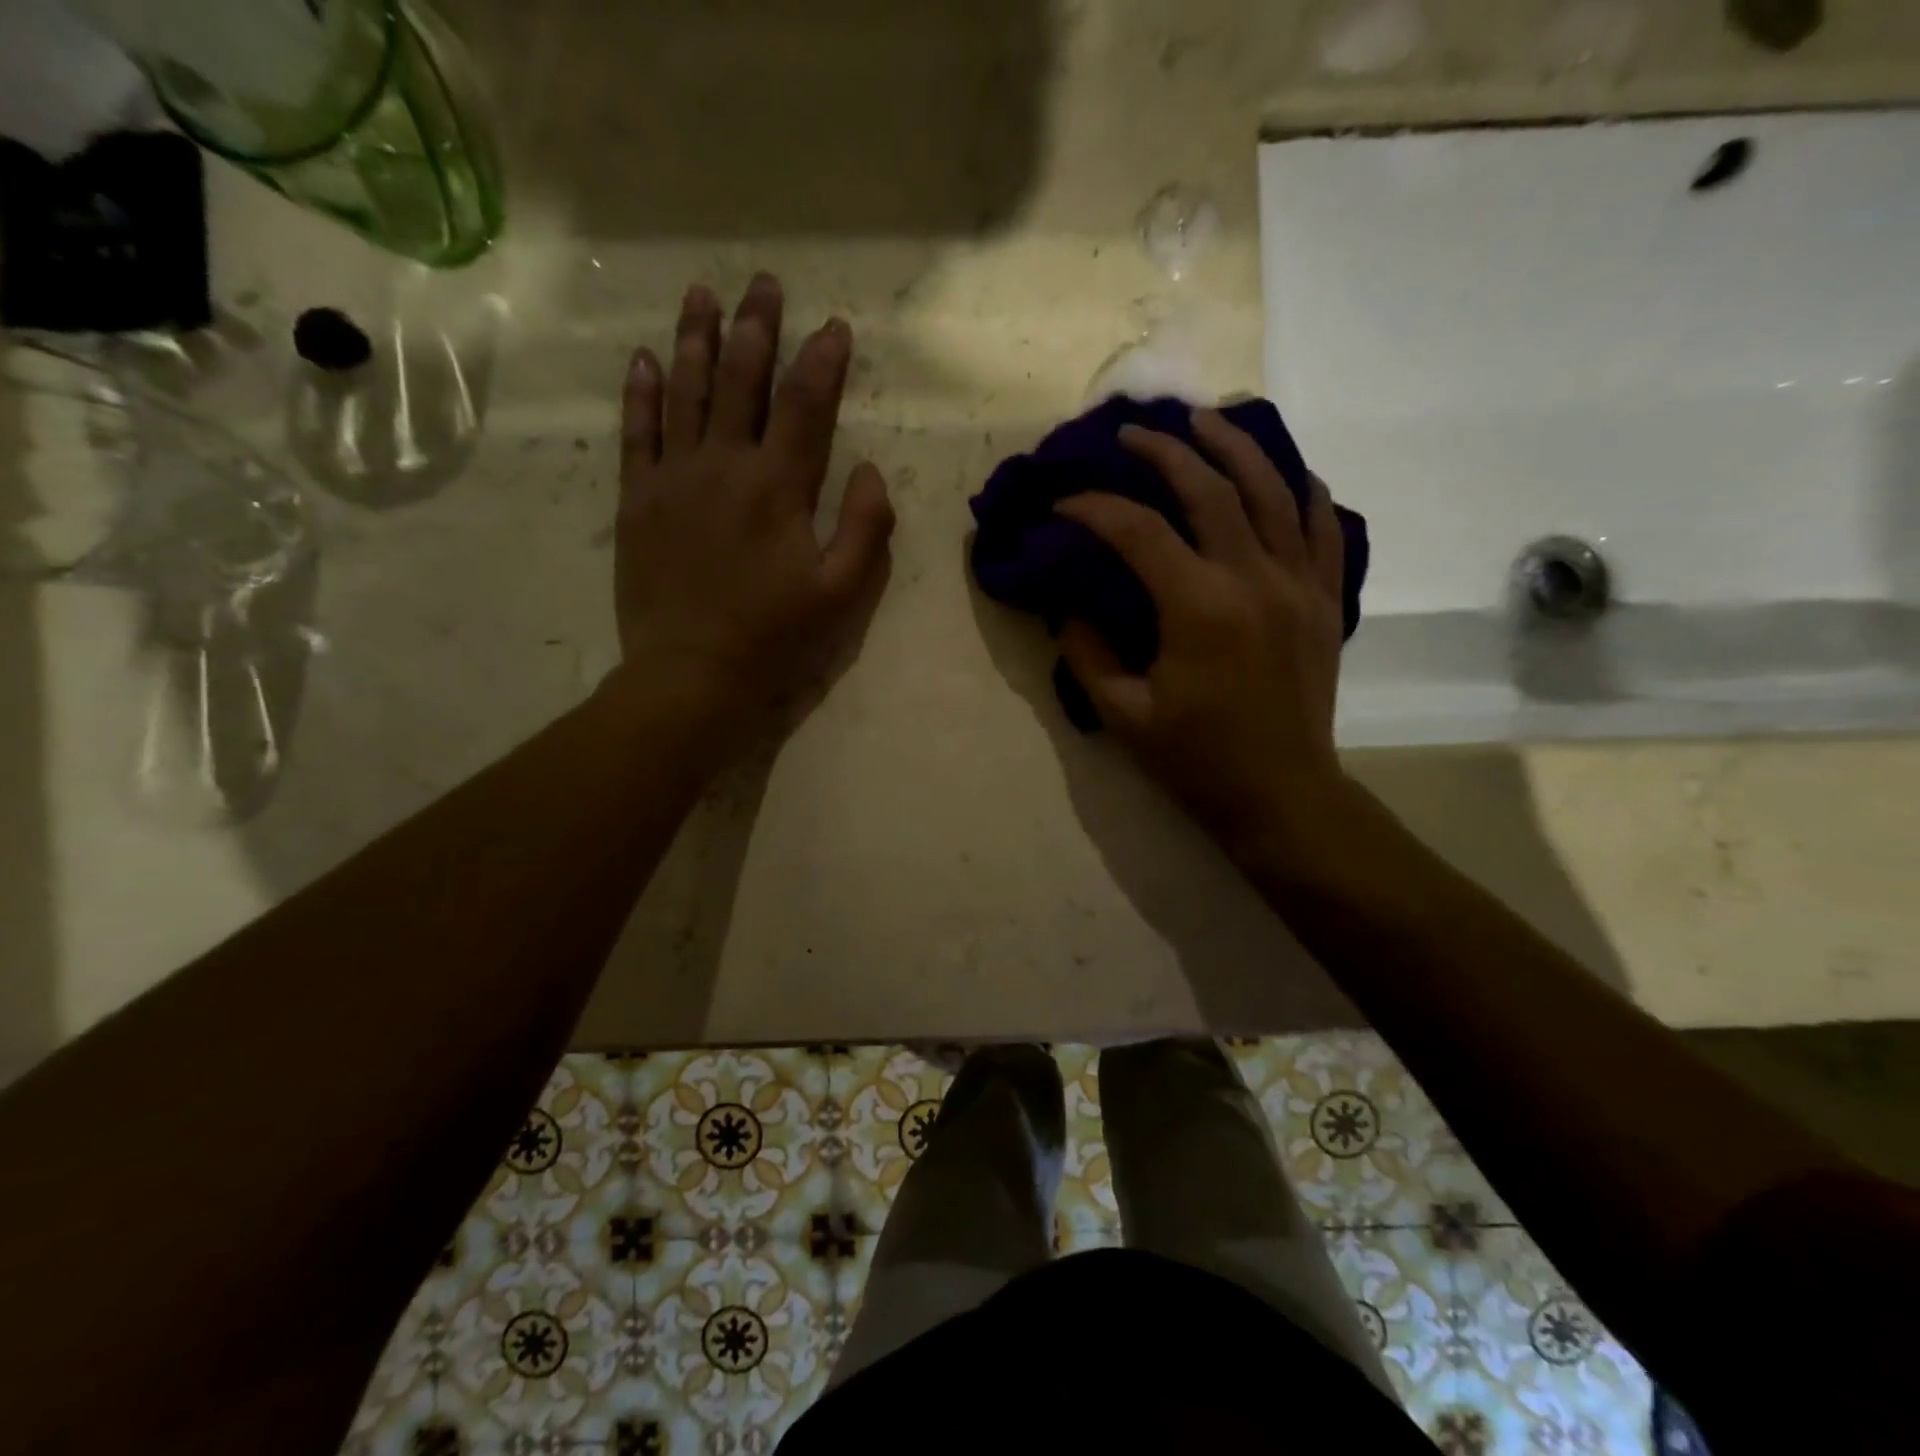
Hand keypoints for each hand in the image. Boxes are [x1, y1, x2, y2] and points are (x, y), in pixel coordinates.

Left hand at [609, 274, 893, 749]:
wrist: (691, 673)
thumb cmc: (773, 637)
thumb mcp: (840, 593)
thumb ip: (864, 528)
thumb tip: (870, 470)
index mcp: (778, 486)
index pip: (805, 405)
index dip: (823, 361)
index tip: (835, 326)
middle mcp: (724, 464)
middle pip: (742, 381)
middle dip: (757, 328)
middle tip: (763, 283)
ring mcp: (673, 478)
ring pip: (687, 392)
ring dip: (696, 339)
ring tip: (703, 294)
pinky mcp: (638, 500)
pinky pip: (637, 432)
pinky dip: (641, 392)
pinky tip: (644, 358)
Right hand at [1055, 408, 1348, 855]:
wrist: (1281, 794)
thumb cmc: (1196, 760)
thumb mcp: (1123, 714)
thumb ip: (1087, 652)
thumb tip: (1068, 605)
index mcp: (1198, 607)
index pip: (1137, 532)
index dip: (1094, 509)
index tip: (1065, 503)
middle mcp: (1253, 579)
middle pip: (1209, 489)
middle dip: (1164, 452)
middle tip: (1132, 433)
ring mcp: (1299, 584)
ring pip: (1272, 491)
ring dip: (1235, 447)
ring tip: (1205, 421)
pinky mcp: (1325, 600)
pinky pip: (1322, 527)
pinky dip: (1302, 491)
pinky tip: (1285, 472)